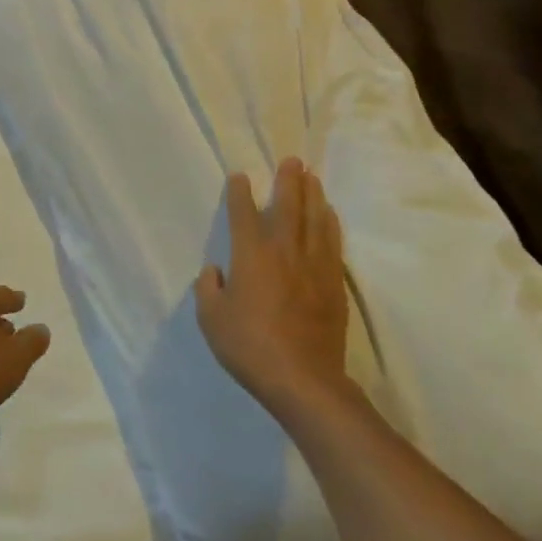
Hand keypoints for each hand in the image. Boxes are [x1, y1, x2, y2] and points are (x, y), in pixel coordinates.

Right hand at [195, 157, 351, 418]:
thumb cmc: (249, 346)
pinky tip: (330, 215)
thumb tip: (215, 272)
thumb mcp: (211, 319)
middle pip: (289, 206)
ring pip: (315, 219)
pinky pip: (332, 243)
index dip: (240, 193)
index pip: (243, 214)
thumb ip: (209, 289)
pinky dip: (330, 223)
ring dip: (313, 195)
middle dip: (288, 181)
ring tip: (312, 177)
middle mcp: (284, 251)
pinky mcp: (333, 283)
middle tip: (292, 161)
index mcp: (251, 256)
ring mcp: (314, 266)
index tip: (239, 176)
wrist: (303, 379)